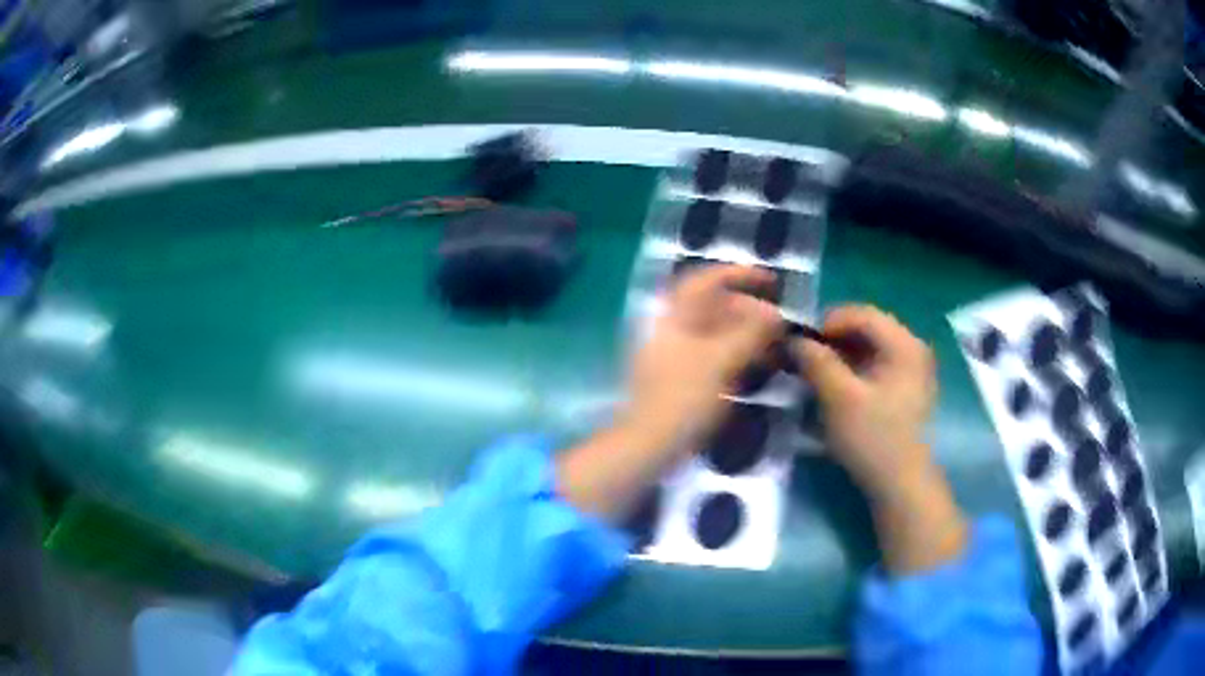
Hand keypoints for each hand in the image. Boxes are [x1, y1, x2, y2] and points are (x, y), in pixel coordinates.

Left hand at [622, 265, 782, 454]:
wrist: (649, 444)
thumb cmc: (683, 397)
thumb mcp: (722, 360)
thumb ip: (752, 332)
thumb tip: (776, 315)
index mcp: (674, 315)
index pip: (707, 278)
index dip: (741, 274)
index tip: (772, 281)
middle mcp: (672, 327)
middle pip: (714, 306)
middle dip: (750, 310)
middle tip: (780, 323)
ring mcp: (675, 353)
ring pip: (717, 332)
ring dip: (747, 334)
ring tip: (775, 346)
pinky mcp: (681, 377)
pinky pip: (714, 355)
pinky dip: (737, 355)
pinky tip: (759, 367)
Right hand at [794, 305, 936, 498]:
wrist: (901, 485)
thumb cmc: (873, 438)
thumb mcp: (838, 398)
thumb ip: (816, 361)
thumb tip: (793, 339)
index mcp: (904, 343)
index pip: (860, 313)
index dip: (826, 322)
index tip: (800, 344)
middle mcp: (913, 348)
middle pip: (866, 329)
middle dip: (832, 341)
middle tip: (805, 360)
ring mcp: (912, 370)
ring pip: (870, 349)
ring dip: (841, 357)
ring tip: (816, 376)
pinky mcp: (906, 390)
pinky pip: (876, 367)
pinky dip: (853, 372)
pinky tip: (836, 391)